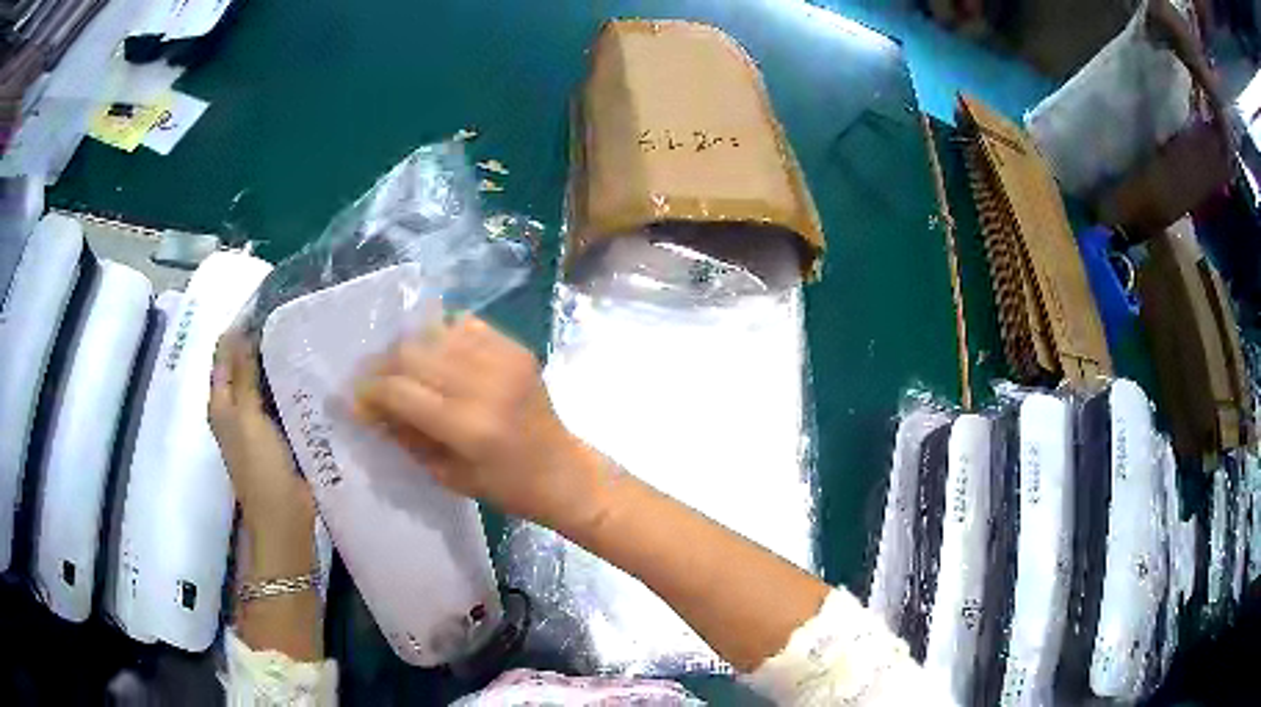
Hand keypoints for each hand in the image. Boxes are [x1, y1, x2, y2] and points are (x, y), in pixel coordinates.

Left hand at [209, 331, 316, 576]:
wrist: (283, 517)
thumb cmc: (260, 467)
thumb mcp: (247, 417)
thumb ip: (244, 375)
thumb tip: (244, 330)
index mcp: (221, 403)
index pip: (224, 353)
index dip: (238, 328)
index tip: (266, 304)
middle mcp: (235, 409)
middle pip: (243, 365)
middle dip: (259, 341)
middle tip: (290, 316)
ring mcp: (256, 423)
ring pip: (262, 381)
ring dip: (275, 362)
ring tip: (302, 337)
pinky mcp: (277, 434)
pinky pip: (279, 399)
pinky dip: (288, 383)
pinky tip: (308, 371)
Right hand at [354, 316, 602, 529]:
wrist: (563, 471)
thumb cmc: (505, 486)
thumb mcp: (447, 475)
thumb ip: (405, 436)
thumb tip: (371, 408)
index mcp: (468, 426)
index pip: (400, 391)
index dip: (371, 392)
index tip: (358, 400)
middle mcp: (485, 384)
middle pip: (412, 353)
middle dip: (384, 367)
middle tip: (375, 383)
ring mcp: (505, 360)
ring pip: (435, 333)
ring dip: (411, 350)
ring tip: (403, 370)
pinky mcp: (517, 349)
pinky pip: (466, 326)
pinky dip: (443, 337)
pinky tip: (438, 357)